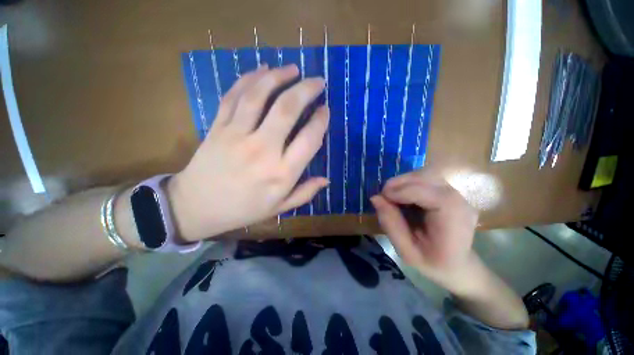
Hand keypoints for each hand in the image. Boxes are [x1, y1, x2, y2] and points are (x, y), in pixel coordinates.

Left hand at [168, 65, 328, 240]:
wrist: (196, 207)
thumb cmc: (243, 209)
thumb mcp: (279, 207)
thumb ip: (305, 193)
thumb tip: (326, 180)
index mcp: (281, 173)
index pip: (309, 139)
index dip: (320, 121)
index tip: (325, 110)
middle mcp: (262, 150)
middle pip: (287, 110)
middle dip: (306, 90)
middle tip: (318, 81)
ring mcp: (237, 135)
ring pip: (259, 95)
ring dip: (279, 77)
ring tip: (293, 69)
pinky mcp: (218, 127)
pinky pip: (234, 96)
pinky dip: (249, 79)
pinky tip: (262, 70)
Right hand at [370, 168, 479, 293]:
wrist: (458, 266)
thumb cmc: (433, 264)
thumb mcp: (406, 251)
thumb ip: (391, 224)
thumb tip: (375, 198)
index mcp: (453, 219)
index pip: (426, 192)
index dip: (400, 191)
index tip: (381, 197)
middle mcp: (459, 201)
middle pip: (426, 177)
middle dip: (400, 182)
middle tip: (384, 195)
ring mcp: (456, 194)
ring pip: (425, 174)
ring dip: (404, 181)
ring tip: (392, 196)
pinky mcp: (449, 192)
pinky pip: (426, 179)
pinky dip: (410, 183)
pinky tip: (403, 196)